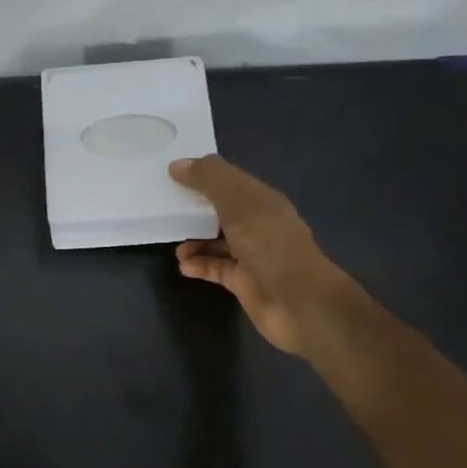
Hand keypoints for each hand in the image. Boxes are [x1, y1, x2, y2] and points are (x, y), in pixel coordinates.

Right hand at [169, 156, 379, 359]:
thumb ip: (208, 178)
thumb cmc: (269, 243)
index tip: (173, 173)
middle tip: (166, 207)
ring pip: (218, 241)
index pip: (230, 179)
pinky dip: (199, 265)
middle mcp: (258, 224)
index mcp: (262, 200)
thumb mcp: (237, 200)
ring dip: (195, 240)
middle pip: (222, 210)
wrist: (299, 303)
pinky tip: (183, 265)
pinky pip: (217, 268)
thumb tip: (177, 165)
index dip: (204, 174)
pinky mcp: (244, 282)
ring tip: (176, 243)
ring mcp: (252, 255)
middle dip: (197, 207)